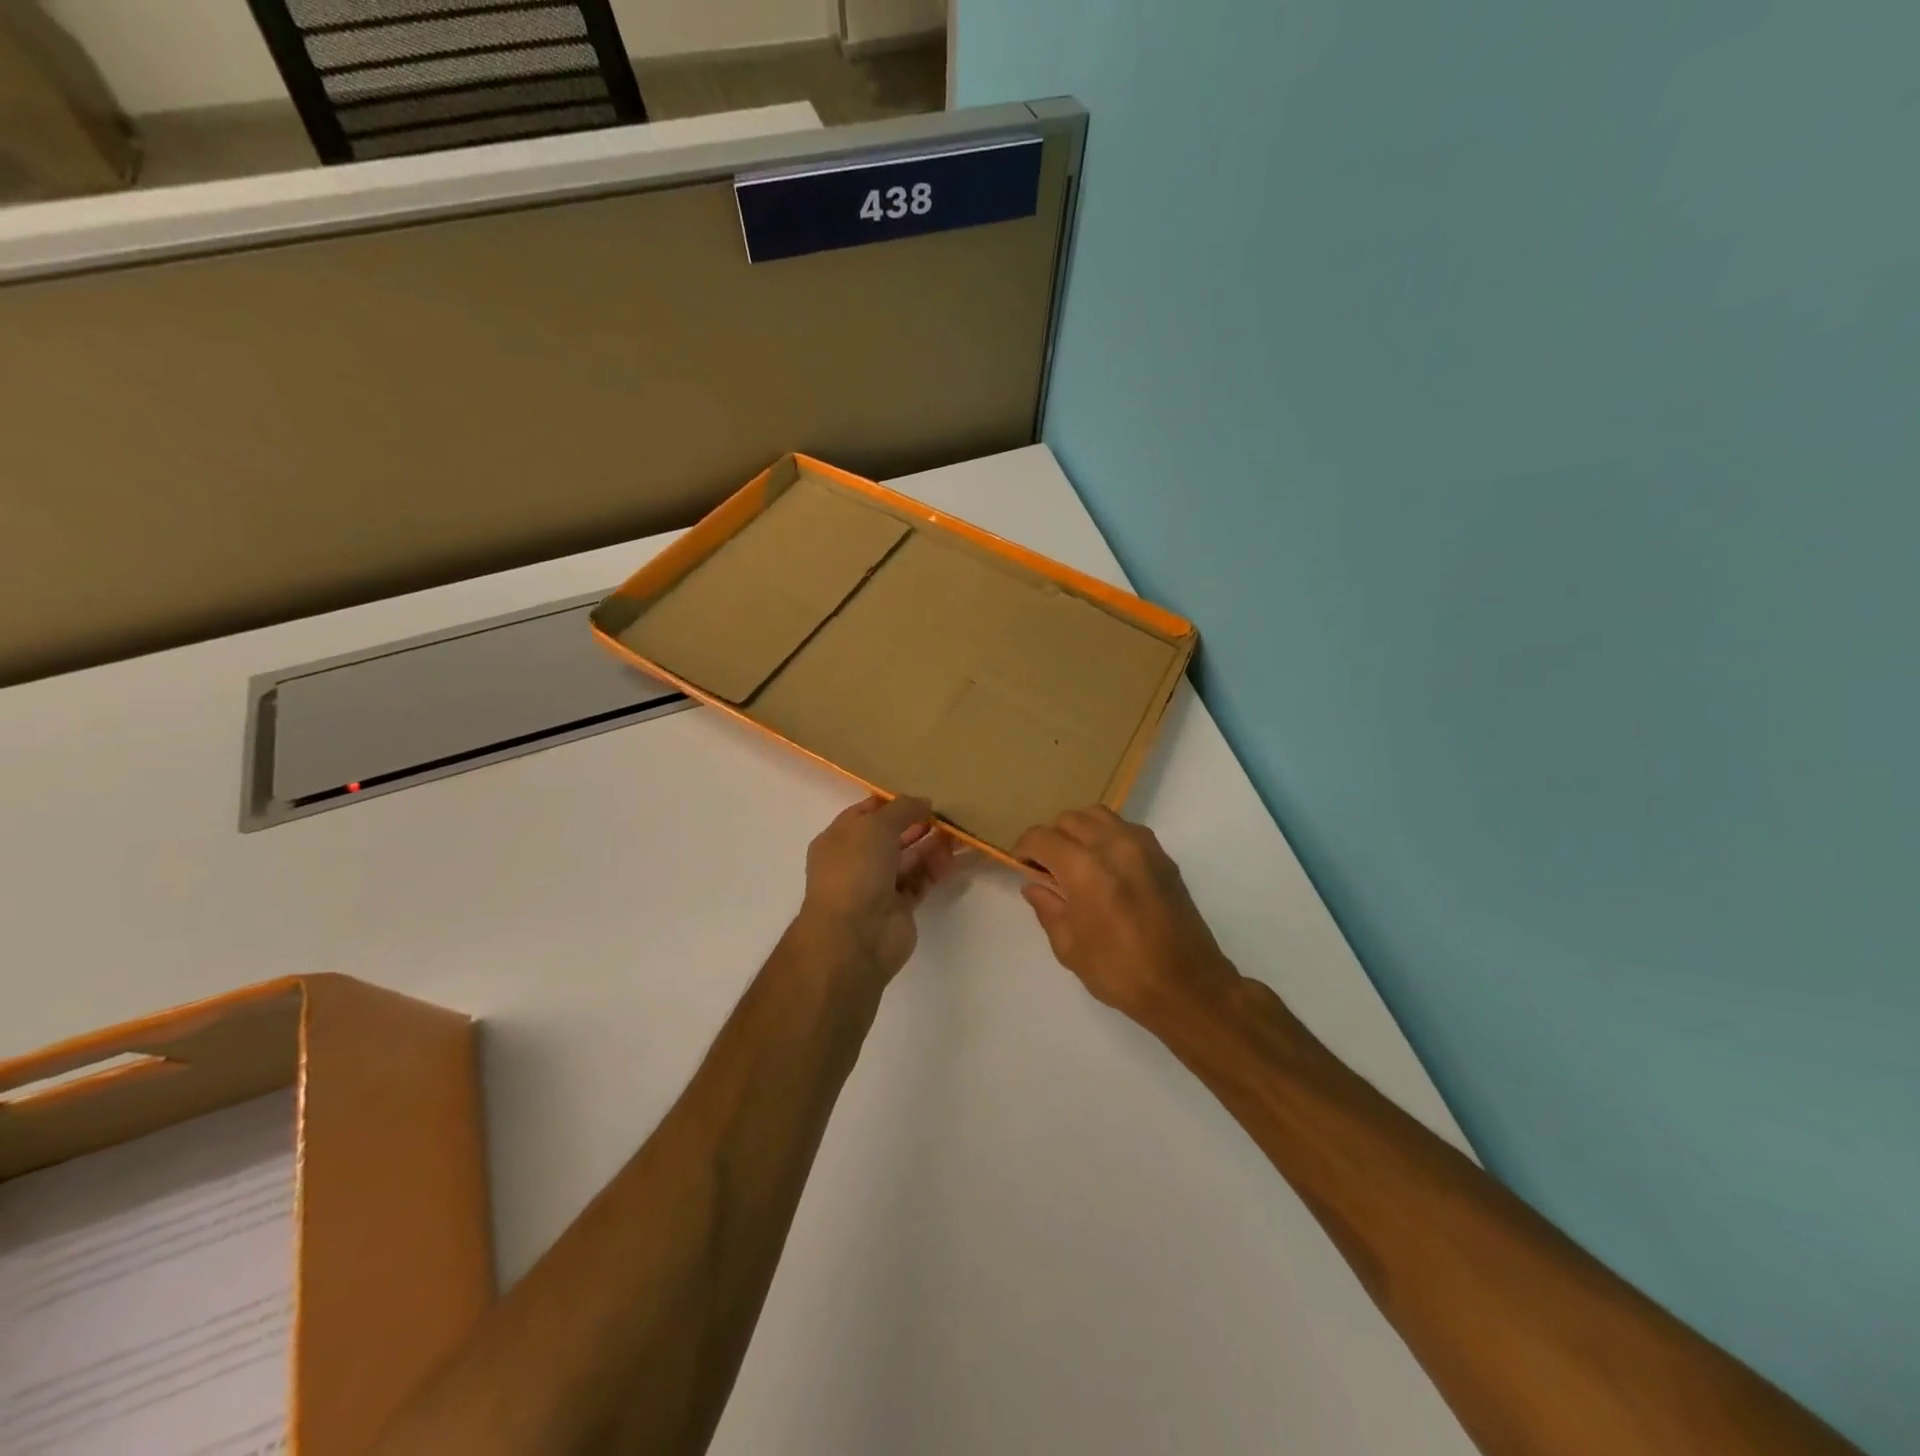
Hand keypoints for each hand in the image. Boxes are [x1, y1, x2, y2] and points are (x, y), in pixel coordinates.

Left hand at [798, 795, 955, 983]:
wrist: (855, 936)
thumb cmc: (856, 870)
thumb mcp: (876, 826)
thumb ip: (902, 809)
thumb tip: (923, 803)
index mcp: (838, 839)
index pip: (866, 813)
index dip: (892, 803)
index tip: (921, 795)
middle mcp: (856, 861)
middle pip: (890, 836)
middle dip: (916, 823)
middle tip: (945, 814)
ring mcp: (877, 886)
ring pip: (908, 859)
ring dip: (930, 845)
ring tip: (957, 833)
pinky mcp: (899, 907)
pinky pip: (920, 881)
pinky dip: (935, 869)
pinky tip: (952, 857)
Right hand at [1014, 806, 1239, 1025]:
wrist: (1187, 985)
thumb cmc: (1121, 972)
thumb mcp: (1070, 947)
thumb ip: (1048, 908)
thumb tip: (1034, 885)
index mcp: (1084, 868)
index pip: (1041, 837)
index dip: (1024, 848)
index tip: (1021, 865)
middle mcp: (1112, 845)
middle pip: (1069, 819)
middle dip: (1052, 838)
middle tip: (1048, 868)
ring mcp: (1142, 845)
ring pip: (1098, 815)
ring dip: (1080, 830)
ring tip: (1076, 860)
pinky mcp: (1162, 854)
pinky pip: (1125, 828)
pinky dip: (1107, 835)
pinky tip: (1106, 865)